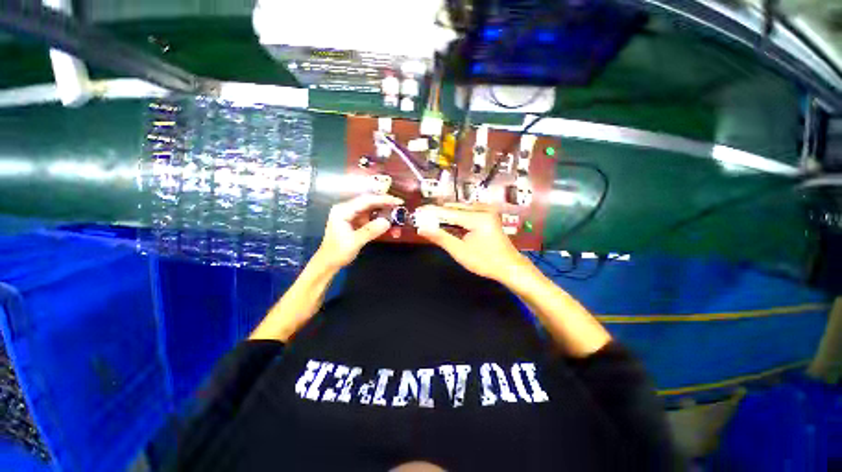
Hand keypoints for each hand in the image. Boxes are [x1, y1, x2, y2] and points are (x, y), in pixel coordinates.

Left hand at [316, 194, 403, 268]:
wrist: (328, 263)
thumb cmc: (337, 252)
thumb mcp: (354, 242)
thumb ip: (370, 231)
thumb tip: (387, 222)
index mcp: (343, 210)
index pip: (366, 200)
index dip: (383, 199)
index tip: (398, 201)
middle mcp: (347, 209)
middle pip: (369, 202)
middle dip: (385, 204)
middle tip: (400, 207)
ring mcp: (351, 215)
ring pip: (371, 210)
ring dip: (384, 213)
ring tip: (397, 216)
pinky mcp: (355, 222)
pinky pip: (370, 218)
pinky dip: (380, 220)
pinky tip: (389, 224)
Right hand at [416, 203, 527, 281]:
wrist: (509, 266)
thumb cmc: (485, 262)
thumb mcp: (460, 252)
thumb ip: (441, 238)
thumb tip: (422, 229)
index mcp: (477, 218)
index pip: (448, 212)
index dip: (431, 212)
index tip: (417, 212)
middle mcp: (482, 209)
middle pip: (454, 207)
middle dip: (438, 213)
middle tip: (423, 218)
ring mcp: (487, 210)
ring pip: (459, 208)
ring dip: (446, 214)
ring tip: (431, 221)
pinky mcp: (487, 214)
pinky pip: (466, 211)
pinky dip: (455, 216)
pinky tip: (447, 223)